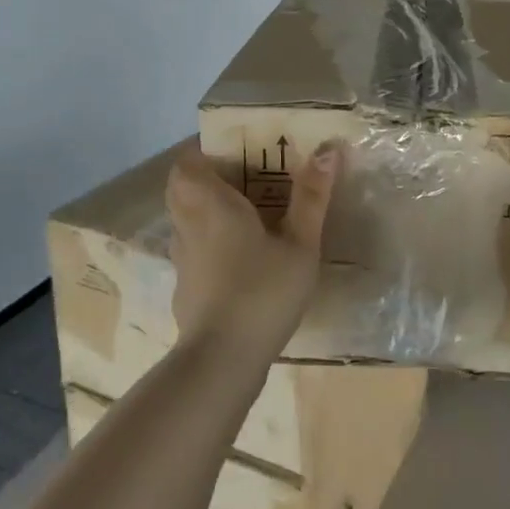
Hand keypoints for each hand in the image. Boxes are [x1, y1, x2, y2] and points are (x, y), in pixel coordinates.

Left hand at [165, 140, 342, 364]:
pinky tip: (240, 258)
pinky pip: (192, 248)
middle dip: (208, 177)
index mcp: (209, 203)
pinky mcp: (184, 286)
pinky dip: (209, 240)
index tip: (236, 150)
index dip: (205, 151)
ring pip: (185, 218)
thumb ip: (311, 196)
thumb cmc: (263, 291)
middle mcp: (187, 224)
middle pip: (182, 187)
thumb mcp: (300, 243)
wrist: (222, 360)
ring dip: (207, 208)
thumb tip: (328, 149)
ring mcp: (181, 258)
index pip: (187, 161)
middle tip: (247, 178)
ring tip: (248, 214)